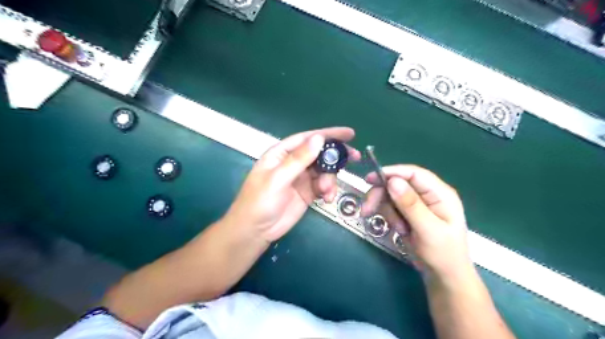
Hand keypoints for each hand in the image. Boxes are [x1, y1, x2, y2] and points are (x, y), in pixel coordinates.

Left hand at [225, 125, 360, 240]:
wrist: (256, 231)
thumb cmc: (260, 201)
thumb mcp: (278, 178)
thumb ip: (299, 159)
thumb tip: (319, 138)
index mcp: (282, 153)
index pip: (307, 138)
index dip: (328, 134)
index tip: (349, 133)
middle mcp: (293, 163)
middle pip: (319, 153)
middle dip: (336, 155)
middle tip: (354, 157)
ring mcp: (301, 178)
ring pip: (324, 170)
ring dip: (330, 178)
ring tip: (327, 191)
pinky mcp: (307, 192)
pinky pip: (323, 186)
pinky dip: (328, 190)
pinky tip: (327, 198)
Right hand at [361, 165, 468, 279]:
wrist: (444, 277)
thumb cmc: (443, 255)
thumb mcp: (428, 230)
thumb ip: (411, 205)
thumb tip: (392, 181)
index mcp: (440, 193)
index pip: (413, 173)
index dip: (391, 173)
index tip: (370, 179)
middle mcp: (428, 194)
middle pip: (398, 183)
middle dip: (382, 195)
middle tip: (367, 209)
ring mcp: (417, 204)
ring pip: (391, 195)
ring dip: (387, 210)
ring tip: (397, 229)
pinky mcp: (408, 213)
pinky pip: (391, 206)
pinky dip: (389, 216)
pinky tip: (397, 229)